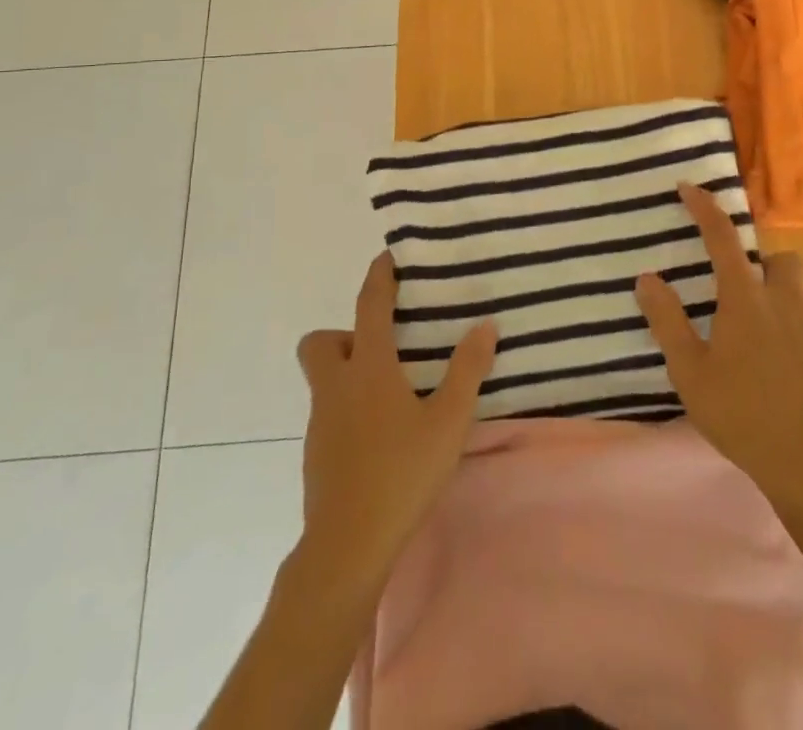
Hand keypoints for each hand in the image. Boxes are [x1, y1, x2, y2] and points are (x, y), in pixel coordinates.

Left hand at [294, 252, 496, 591]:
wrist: (347, 546)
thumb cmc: (401, 473)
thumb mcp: (448, 421)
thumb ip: (467, 370)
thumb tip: (485, 325)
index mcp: (368, 369)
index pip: (369, 306)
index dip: (378, 277)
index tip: (387, 257)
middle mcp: (337, 386)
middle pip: (320, 342)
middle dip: (344, 334)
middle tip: (383, 349)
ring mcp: (321, 422)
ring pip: (325, 379)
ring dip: (350, 372)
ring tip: (393, 394)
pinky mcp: (317, 453)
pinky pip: (330, 412)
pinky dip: (350, 408)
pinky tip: (381, 435)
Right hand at [636, 184, 802, 502]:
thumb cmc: (740, 413)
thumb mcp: (689, 370)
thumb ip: (667, 320)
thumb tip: (647, 278)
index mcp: (746, 298)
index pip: (723, 237)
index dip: (704, 207)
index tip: (688, 187)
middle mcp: (784, 303)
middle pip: (781, 259)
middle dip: (761, 261)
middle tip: (734, 288)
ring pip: (796, 293)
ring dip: (774, 297)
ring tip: (749, 334)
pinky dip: (787, 332)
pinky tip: (770, 369)